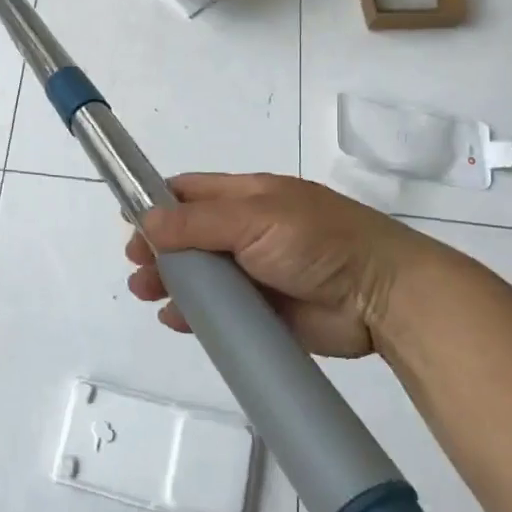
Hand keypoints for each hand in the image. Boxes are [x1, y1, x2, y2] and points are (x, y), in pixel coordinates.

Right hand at [124, 173, 427, 358]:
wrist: (383, 297)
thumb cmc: (318, 241)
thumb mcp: (255, 218)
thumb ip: (198, 222)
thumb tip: (144, 220)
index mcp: (248, 197)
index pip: (191, 192)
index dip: (156, 203)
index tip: (128, 222)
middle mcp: (247, 231)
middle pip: (188, 236)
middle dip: (158, 249)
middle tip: (136, 268)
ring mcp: (255, 272)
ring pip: (200, 275)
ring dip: (170, 281)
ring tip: (145, 293)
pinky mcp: (263, 311)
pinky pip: (219, 311)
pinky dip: (194, 314)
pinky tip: (175, 319)